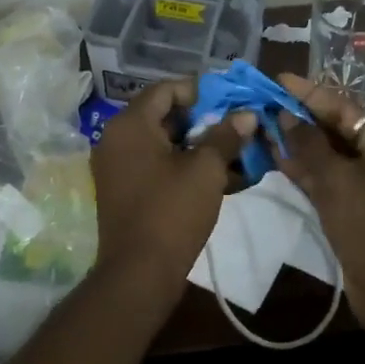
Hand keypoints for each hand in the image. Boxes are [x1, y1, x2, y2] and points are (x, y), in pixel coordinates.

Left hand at [90, 79, 255, 312]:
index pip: (166, 89)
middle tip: (237, 129)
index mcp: (130, 124)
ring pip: (164, 143)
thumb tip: (247, 114)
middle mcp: (117, 138)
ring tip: (236, 155)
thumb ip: (226, 136)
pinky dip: (185, 167)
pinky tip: (221, 178)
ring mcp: (118, 166)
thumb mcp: (206, 169)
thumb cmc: (172, 212)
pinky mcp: (125, 190)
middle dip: (204, 121)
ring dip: (199, 146)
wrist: (139, 274)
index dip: (201, 92)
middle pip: (164, 115)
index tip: (231, 104)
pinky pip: (157, 166)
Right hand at [274, 73, 364, 351]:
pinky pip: (329, 179)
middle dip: (302, 118)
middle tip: (267, 103)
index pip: (345, 108)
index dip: (310, 93)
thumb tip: (286, 116)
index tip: (280, 80)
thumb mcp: (336, 180)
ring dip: (299, 144)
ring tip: (265, 127)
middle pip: (337, 130)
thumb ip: (308, 145)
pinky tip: (277, 158)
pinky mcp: (357, 208)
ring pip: (330, 156)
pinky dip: (306, 170)